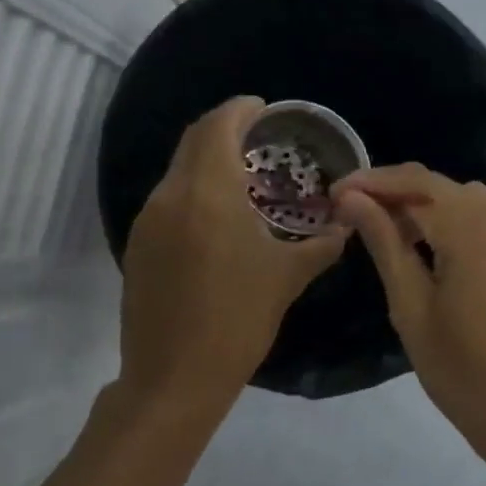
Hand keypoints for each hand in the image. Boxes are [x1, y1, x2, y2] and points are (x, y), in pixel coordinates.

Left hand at [118, 96, 346, 413]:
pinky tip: (217, 217)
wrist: (174, 377)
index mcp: (208, 194)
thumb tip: (346, 224)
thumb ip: (321, 244)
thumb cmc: (238, 321)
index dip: (240, 109)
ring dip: (207, 161)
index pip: (218, 126)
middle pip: (193, 141)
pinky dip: (193, 191)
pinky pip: (168, 199)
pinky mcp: (138, 245)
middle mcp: (171, 196)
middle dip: (224, 129)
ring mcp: (148, 220)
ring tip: (243, 177)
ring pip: (178, 170)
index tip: (264, 109)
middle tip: (258, 138)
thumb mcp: (288, 278)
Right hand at [332, 164, 485, 458]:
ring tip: (392, 235)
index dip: (371, 181)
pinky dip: (458, 224)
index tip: (335, 193)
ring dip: (427, 208)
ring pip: (467, 202)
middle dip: (397, 193)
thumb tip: (353, 199)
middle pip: (442, 186)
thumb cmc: (461, 368)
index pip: (415, 181)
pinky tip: (436, 252)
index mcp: (472, 227)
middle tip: (356, 216)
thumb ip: (384, 243)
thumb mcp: (410, 306)